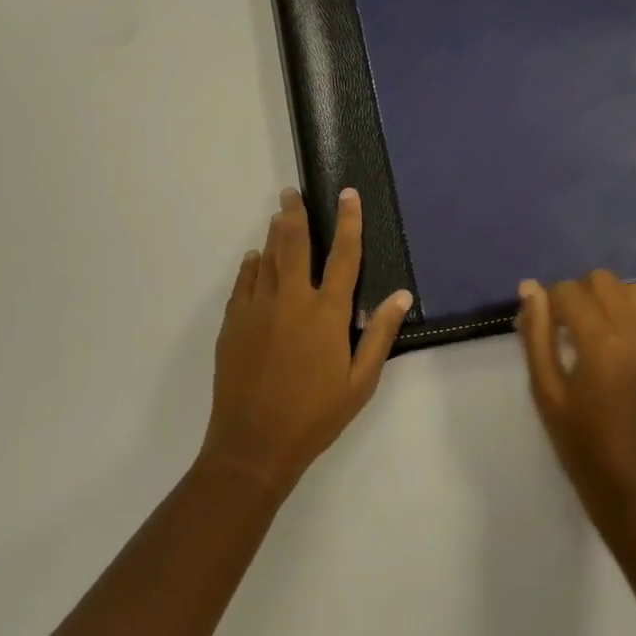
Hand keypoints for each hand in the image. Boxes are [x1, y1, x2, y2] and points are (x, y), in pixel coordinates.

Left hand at [203, 188, 412, 496]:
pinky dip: (251, 266)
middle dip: (296, 214)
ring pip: (267, 259)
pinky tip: (254, 258)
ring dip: (273, 234)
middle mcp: (291, 300)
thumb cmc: (316, 415)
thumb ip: (379, 334)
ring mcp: (258, 309)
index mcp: (326, 313)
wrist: (254, 443)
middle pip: (295, 245)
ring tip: (277, 214)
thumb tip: (402, 295)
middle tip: (292, 192)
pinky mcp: (233, 323)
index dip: (348, 222)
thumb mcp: (360, 381)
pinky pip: (243, 283)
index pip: (343, 256)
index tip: (347, 194)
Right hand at [516, 271, 635, 528]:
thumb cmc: (581, 444)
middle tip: (566, 328)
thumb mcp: (546, 391)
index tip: (542, 328)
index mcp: (600, 343)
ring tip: (595, 331)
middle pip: (603, 280)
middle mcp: (635, 334)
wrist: (634, 490)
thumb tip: (529, 288)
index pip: (569, 291)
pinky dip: (635, 317)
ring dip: (610, 300)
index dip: (549, 303)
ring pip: (634, 291)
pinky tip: (621, 345)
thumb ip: (537, 335)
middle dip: (579, 294)